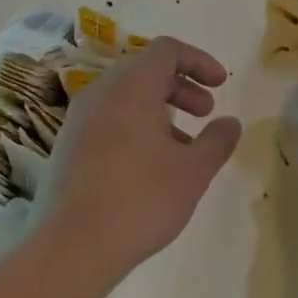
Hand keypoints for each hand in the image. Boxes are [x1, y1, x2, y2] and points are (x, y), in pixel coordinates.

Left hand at [34, 36, 242, 288]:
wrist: (70, 248)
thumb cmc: (139, 200)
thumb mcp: (193, 171)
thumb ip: (217, 140)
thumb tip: (230, 123)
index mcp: (131, 87)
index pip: (166, 49)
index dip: (198, 60)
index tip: (220, 85)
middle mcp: (100, 93)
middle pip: (146, 70)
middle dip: (181, 86)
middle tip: (205, 112)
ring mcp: (78, 119)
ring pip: (126, 96)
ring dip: (160, 109)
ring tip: (184, 146)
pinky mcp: (67, 146)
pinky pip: (109, 119)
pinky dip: (136, 126)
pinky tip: (151, 166)